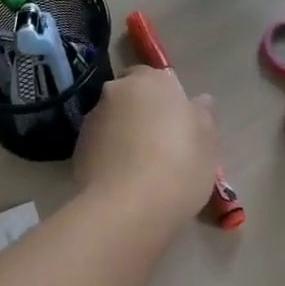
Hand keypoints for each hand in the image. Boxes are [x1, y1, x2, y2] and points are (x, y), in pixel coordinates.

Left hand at [74, 66, 221, 224]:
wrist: (125, 208)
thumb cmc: (178, 167)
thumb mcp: (208, 144)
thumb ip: (204, 116)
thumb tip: (200, 100)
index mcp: (153, 81)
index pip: (158, 77)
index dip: (167, 98)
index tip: (177, 124)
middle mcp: (119, 90)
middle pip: (132, 95)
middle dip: (141, 111)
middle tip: (159, 144)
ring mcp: (94, 117)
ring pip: (113, 119)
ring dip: (122, 132)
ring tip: (138, 168)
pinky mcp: (77, 146)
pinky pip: (99, 144)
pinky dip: (108, 154)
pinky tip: (120, 180)